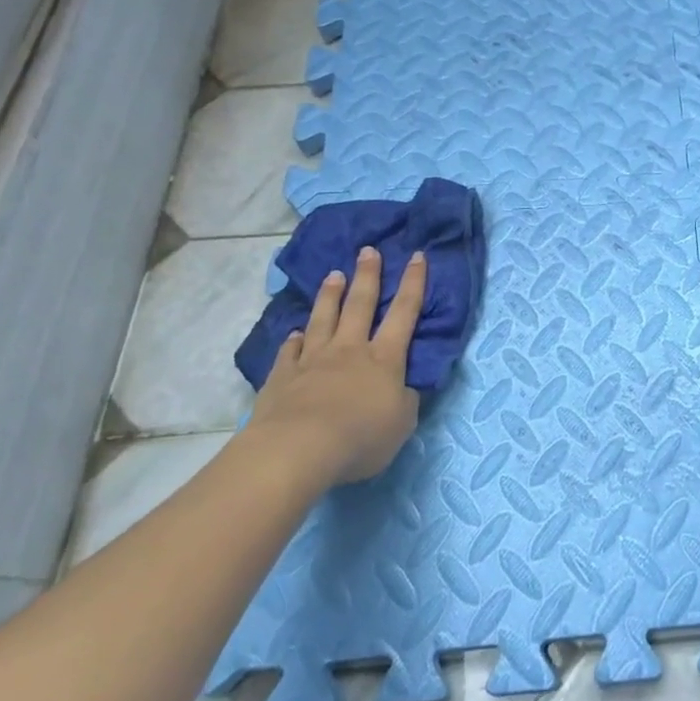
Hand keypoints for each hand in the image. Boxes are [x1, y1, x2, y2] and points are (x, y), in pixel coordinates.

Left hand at [245, 246, 428, 487]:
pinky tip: (295, 333)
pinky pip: (290, 352)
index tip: (417, 256)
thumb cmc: (361, 437)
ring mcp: (313, 360)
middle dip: (367, 275)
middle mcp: (350, 350)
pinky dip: (294, 340)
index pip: (405, 312)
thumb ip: (405, 401)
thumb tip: (402, 388)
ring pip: (324, 319)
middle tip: (368, 251)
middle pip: (360, 305)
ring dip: (330, 296)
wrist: (299, 449)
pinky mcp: (282, 377)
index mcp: (385, 358)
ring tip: (334, 274)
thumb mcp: (402, 423)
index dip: (413, 283)